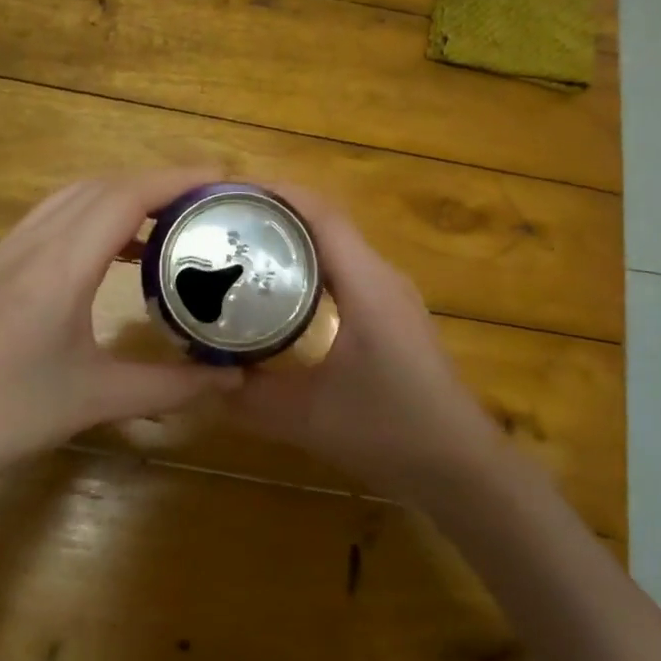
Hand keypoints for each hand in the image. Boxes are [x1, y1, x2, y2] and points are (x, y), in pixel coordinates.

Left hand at [0, 169, 241, 497]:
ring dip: (124, 194)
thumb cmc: (9, 416)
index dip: (177, 179)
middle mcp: (32, 242)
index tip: (222, 179)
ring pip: (73, 196)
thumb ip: (171, 385)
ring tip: (168, 220)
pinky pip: (51, 217)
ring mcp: (6, 249)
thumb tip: (233, 381)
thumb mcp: (98, 399)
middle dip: (159, 182)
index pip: (126, 196)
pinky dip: (92, 215)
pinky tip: (112, 252)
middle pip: (102, 185)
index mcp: (60, 265)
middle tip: (205, 201)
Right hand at [229, 189, 506, 506]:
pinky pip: (346, 271)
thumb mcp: (308, 418)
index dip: (275, 194)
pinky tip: (281, 293)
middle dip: (275, 213)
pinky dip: (310, 266)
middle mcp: (382, 277)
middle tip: (223, 223)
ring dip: (293, 239)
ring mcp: (392, 295)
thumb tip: (200, 380)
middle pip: (326, 222)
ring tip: (242, 248)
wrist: (461, 467)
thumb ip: (250, 399)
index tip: (228, 193)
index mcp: (366, 284)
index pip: (320, 214)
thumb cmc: (391, 432)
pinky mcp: (393, 316)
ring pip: (337, 246)